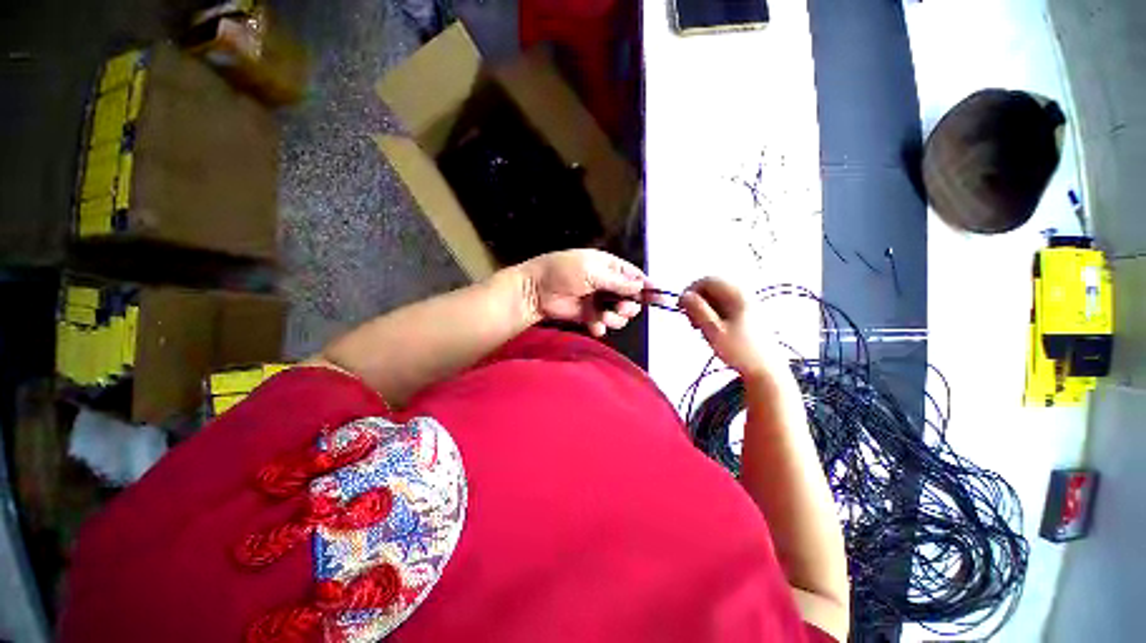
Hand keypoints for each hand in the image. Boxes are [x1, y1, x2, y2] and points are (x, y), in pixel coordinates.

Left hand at [518, 249, 648, 336]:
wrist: (536, 290)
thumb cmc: (564, 272)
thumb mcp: (592, 270)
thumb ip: (617, 281)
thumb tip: (641, 286)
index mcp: (609, 267)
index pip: (634, 276)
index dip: (647, 286)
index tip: (660, 298)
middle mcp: (606, 284)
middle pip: (631, 297)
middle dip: (630, 304)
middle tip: (622, 307)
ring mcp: (598, 301)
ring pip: (620, 313)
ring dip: (616, 316)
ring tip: (605, 315)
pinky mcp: (589, 316)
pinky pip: (605, 324)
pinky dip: (602, 325)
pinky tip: (595, 325)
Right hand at [679, 277, 777, 378]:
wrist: (768, 370)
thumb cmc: (740, 350)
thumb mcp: (714, 331)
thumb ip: (697, 311)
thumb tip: (684, 295)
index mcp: (737, 294)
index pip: (708, 280)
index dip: (690, 290)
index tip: (680, 308)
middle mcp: (744, 294)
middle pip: (713, 287)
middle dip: (697, 301)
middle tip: (690, 320)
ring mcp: (748, 303)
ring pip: (718, 297)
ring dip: (704, 308)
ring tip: (699, 327)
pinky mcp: (749, 314)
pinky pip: (725, 305)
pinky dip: (714, 313)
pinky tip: (712, 329)